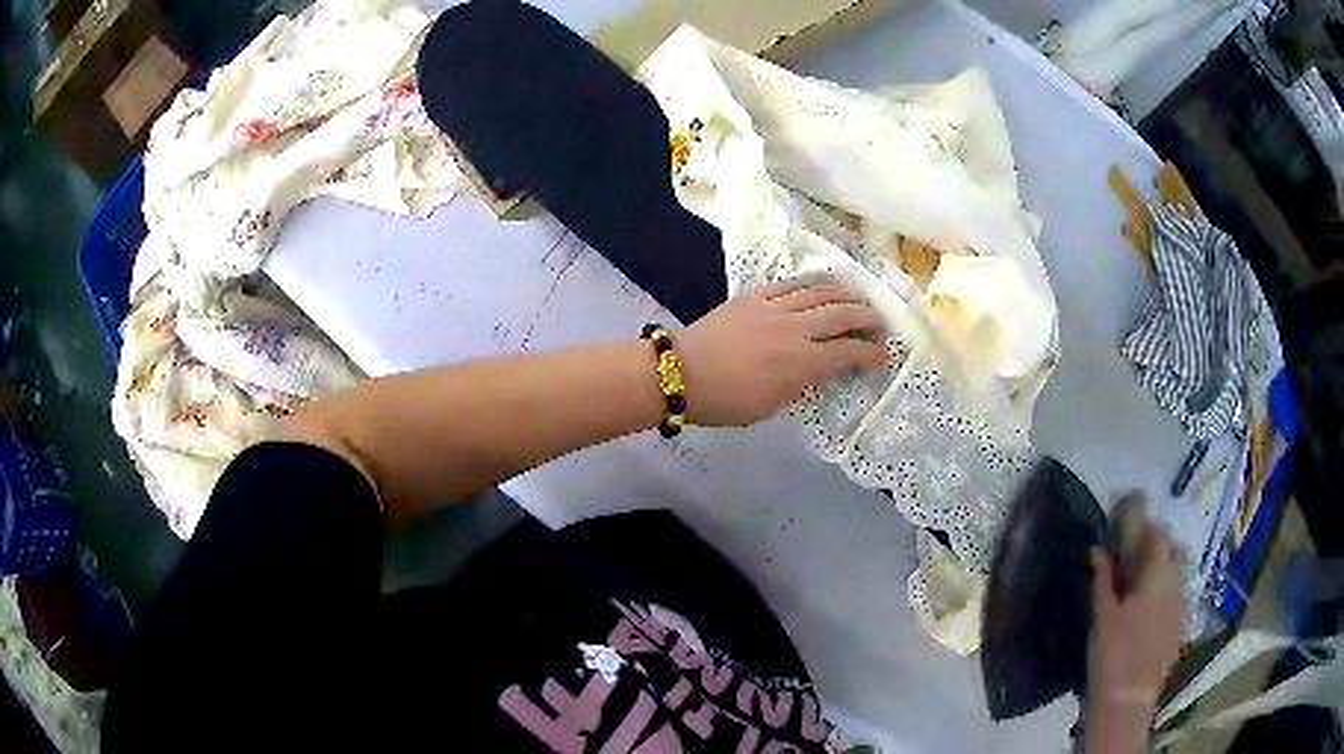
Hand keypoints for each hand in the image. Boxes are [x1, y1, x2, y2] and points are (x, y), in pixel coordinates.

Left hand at [677, 283, 886, 425]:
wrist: (680, 372)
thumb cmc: (726, 401)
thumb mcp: (771, 406)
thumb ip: (800, 384)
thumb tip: (817, 369)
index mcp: (802, 362)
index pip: (848, 351)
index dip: (871, 354)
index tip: (883, 357)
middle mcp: (795, 328)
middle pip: (842, 314)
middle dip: (867, 317)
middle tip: (879, 323)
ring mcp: (775, 307)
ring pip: (820, 292)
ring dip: (845, 294)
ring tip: (858, 299)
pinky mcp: (755, 295)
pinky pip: (791, 284)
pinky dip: (811, 284)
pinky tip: (821, 287)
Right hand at [1085, 521, 1185, 752]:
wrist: (1127, 699)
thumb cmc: (1111, 653)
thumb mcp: (1102, 616)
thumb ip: (1102, 579)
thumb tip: (1096, 548)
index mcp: (1157, 574)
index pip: (1157, 534)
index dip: (1145, 525)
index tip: (1130, 524)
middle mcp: (1176, 582)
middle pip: (1173, 550)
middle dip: (1158, 544)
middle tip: (1136, 553)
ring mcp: (1182, 604)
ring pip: (1178, 572)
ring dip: (1165, 567)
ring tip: (1144, 580)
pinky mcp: (1182, 625)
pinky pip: (1179, 595)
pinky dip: (1168, 591)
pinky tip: (1152, 608)